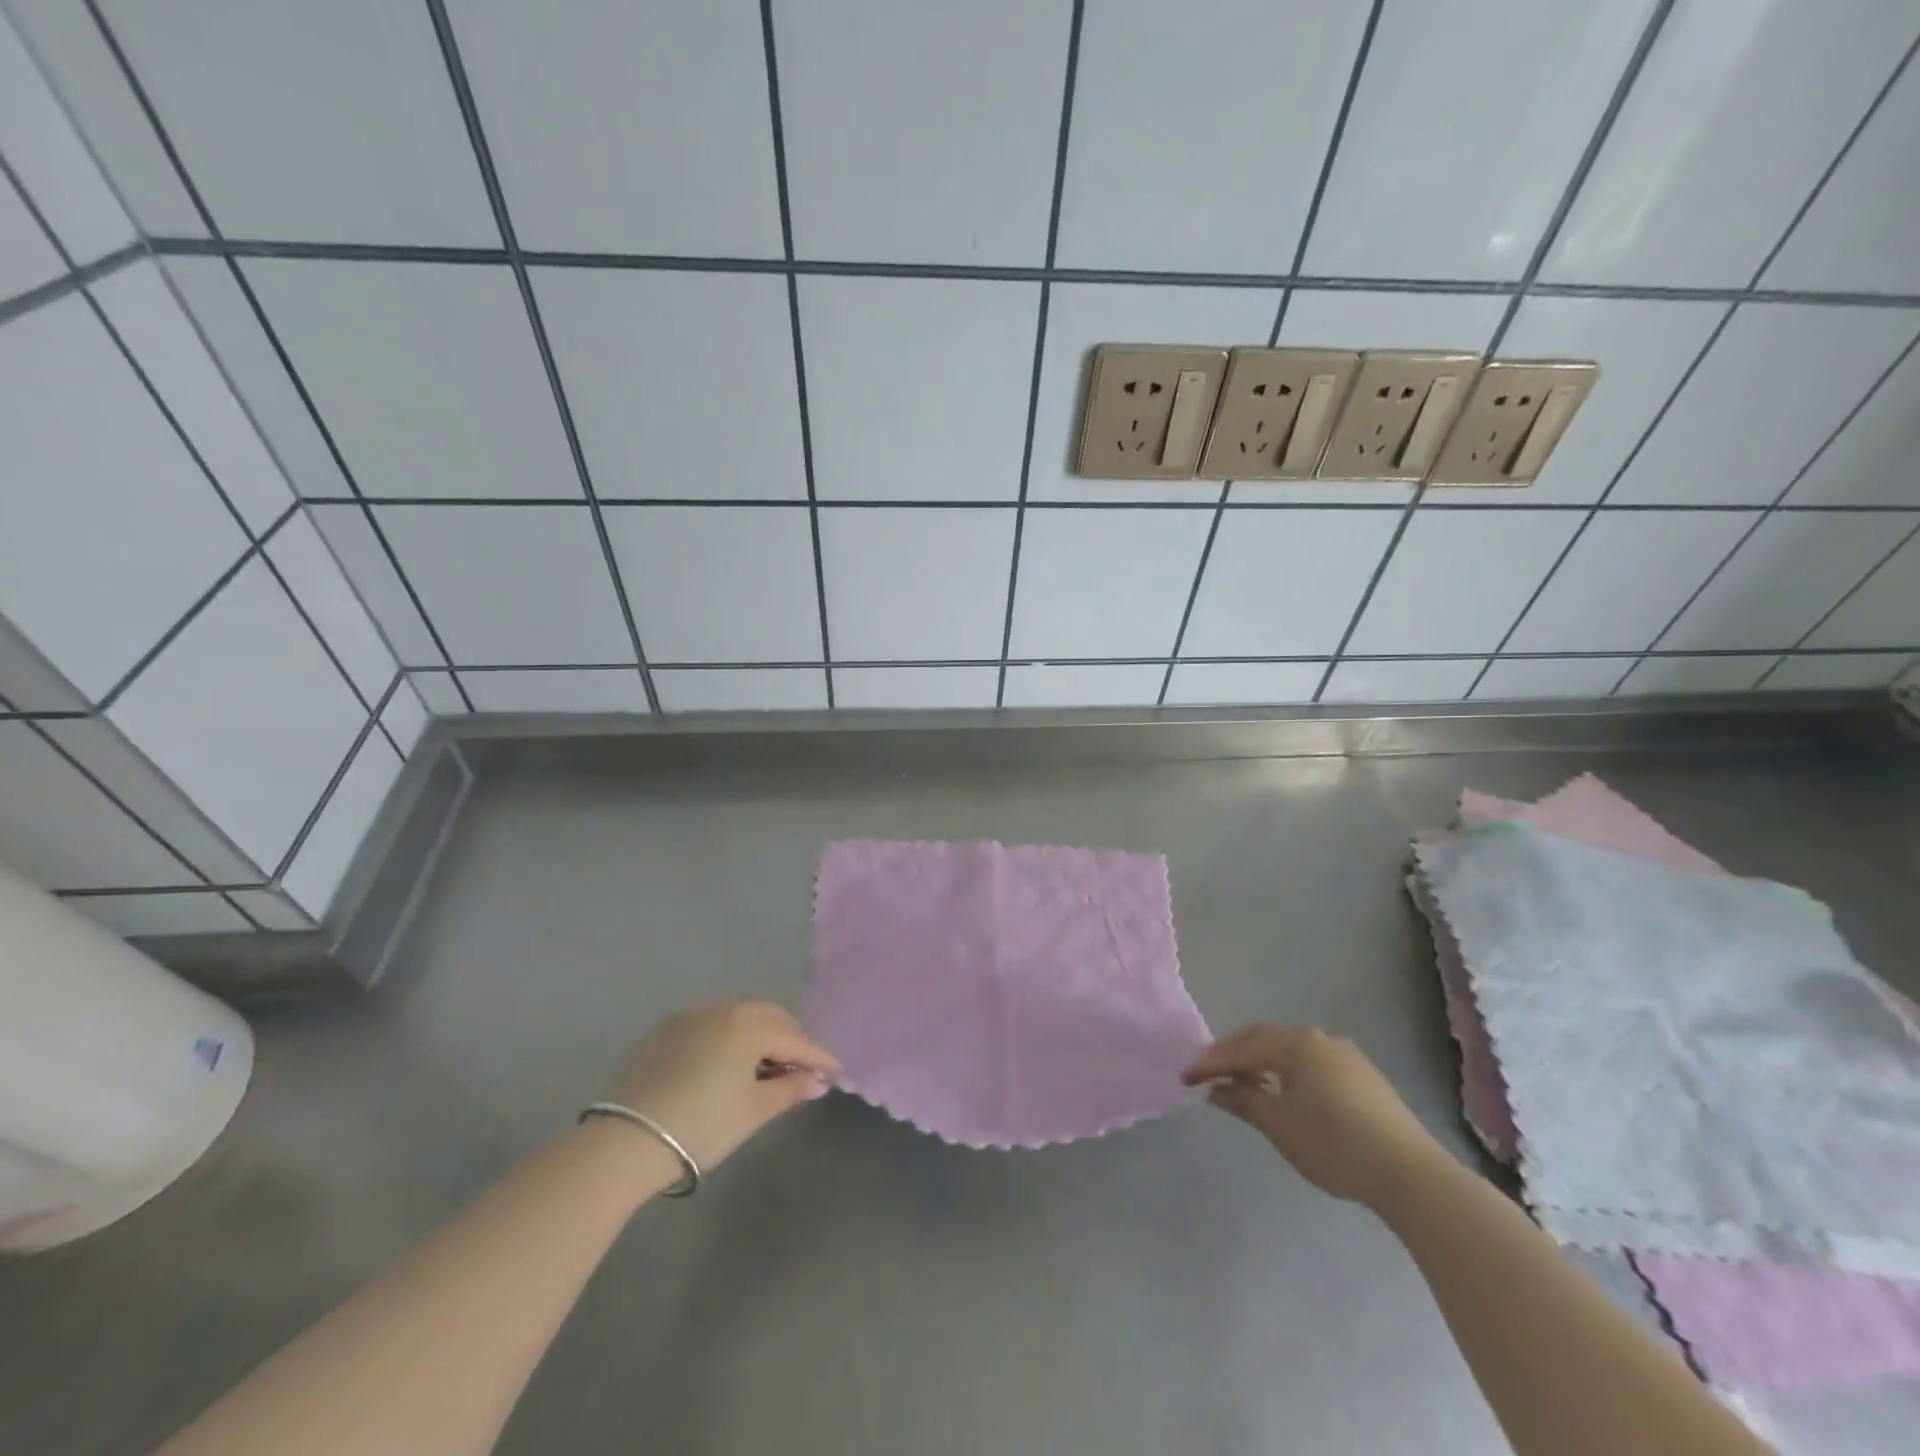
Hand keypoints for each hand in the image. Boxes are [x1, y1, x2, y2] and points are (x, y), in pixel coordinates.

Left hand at [613, 1000, 840, 1171]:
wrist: (627, 1140)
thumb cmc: (703, 1125)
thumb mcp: (754, 1111)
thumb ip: (790, 1089)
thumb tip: (817, 1081)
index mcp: (749, 1024)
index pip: (795, 1039)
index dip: (818, 1057)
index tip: (835, 1071)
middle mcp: (724, 1008)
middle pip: (771, 1017)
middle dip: (791, 1040)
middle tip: (802, 1069)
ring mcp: (693, 1015)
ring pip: (742, 1016)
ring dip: (761, 1035)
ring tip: (767, 1067)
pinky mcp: (668, 1029)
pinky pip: (714, 1023)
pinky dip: (732, 1037)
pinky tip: (730, 1062)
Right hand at [1184, 1024, 1446, 1211]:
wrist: (1413, 1176)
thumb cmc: (1336, 1145)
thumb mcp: (1280, 1125)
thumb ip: (1244, 1101)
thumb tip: (1216, 1089)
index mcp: (1297, 1043)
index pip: (1242, 1048)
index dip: (1211, 1063)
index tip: (1185, 1078)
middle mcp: (1320, 1039)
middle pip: (1264, 1040)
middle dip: (1233, 1056)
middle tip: (1207, 1074)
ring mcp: (1345, 1056)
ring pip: (1289, 1051)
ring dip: (1260, 1063)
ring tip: (1240, 1084)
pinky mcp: (1363, 1077)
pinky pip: (1310, 1063)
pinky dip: (1286, 1073)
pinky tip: (1281, 1093)